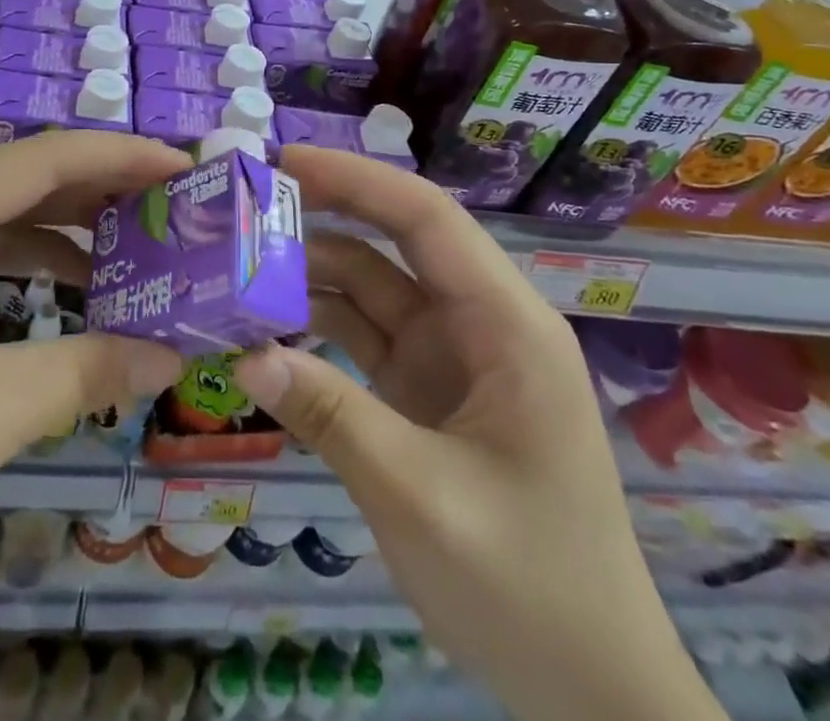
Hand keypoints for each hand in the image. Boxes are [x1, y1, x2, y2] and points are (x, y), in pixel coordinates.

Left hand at [0, 131, 187, 602]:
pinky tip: (66, 294)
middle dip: (101, 189)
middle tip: (173, 209)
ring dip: (65, 229)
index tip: (185, 169)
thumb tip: (170, 357)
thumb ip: (83, 374)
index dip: (122, 156)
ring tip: (135, 250)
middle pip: (23, 177)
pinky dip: (24, 264)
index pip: (44, 157)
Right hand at [235, 149, 720, 720]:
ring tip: (236, 272)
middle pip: (393, 243)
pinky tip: (264, 332)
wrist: (593, 696)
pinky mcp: (426, 393)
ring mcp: (451, 358)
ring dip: (308, 278)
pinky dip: (316, 329)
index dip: (355, 179)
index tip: (282, 161)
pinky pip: (364, 338)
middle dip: (322, 217)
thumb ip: (331, 416)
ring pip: (371, 289)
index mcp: (507, 326)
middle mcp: (480, 324)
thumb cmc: (528, 589)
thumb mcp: (420, 498)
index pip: (426, 218)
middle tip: (244, 209)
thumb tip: (244, 352)